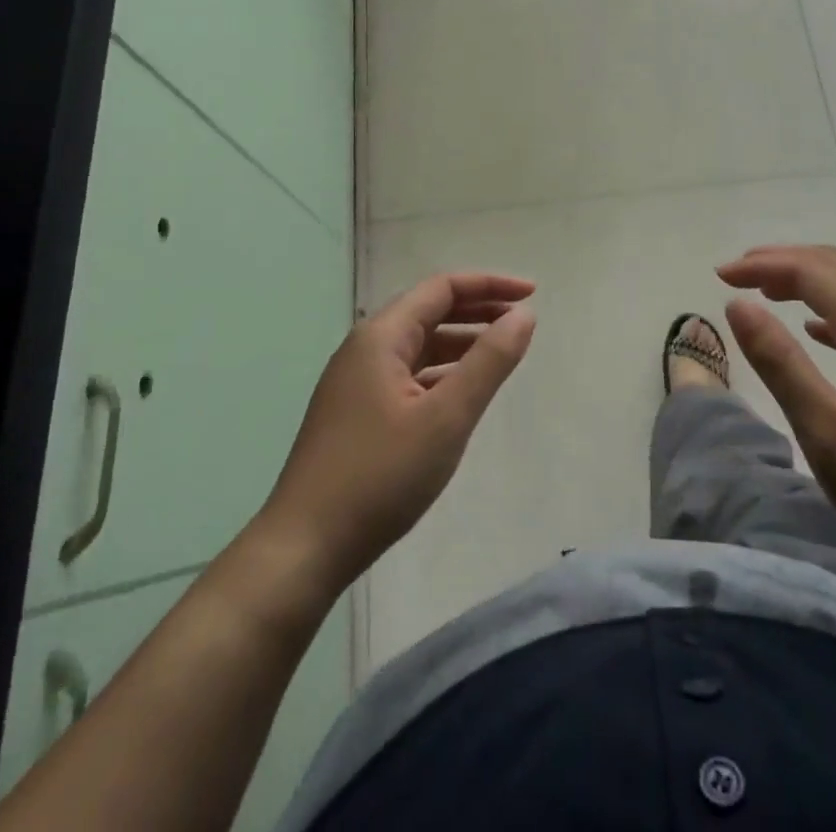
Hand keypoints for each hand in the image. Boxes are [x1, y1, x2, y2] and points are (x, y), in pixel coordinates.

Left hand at [260, 274, 536, 594]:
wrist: (304, 549)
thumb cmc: (379, 476)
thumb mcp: (446, 417)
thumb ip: (489, 361)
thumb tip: (523, 315)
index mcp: (381, 337)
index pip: (442, 288)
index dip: (490, 285)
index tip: (532, 294)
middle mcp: (365, 349)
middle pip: (429, 311)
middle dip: (478, 310)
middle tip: (522, 320)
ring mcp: (356, 382)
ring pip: (418, 345)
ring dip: (461, 342)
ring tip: (501, 353)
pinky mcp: (356, 413)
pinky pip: (407, 375)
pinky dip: (441, 372)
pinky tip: (461, 393)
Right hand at [717, 245, 835, 596]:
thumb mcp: (827, 434)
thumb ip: (780, 362)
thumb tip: (738, 304)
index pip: (812, 271)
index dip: (762, 264)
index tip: (719, 275)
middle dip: (782, 261)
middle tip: (736, 274)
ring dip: (807, 279)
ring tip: (766, 292)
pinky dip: (833, 307)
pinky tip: (817, 331)